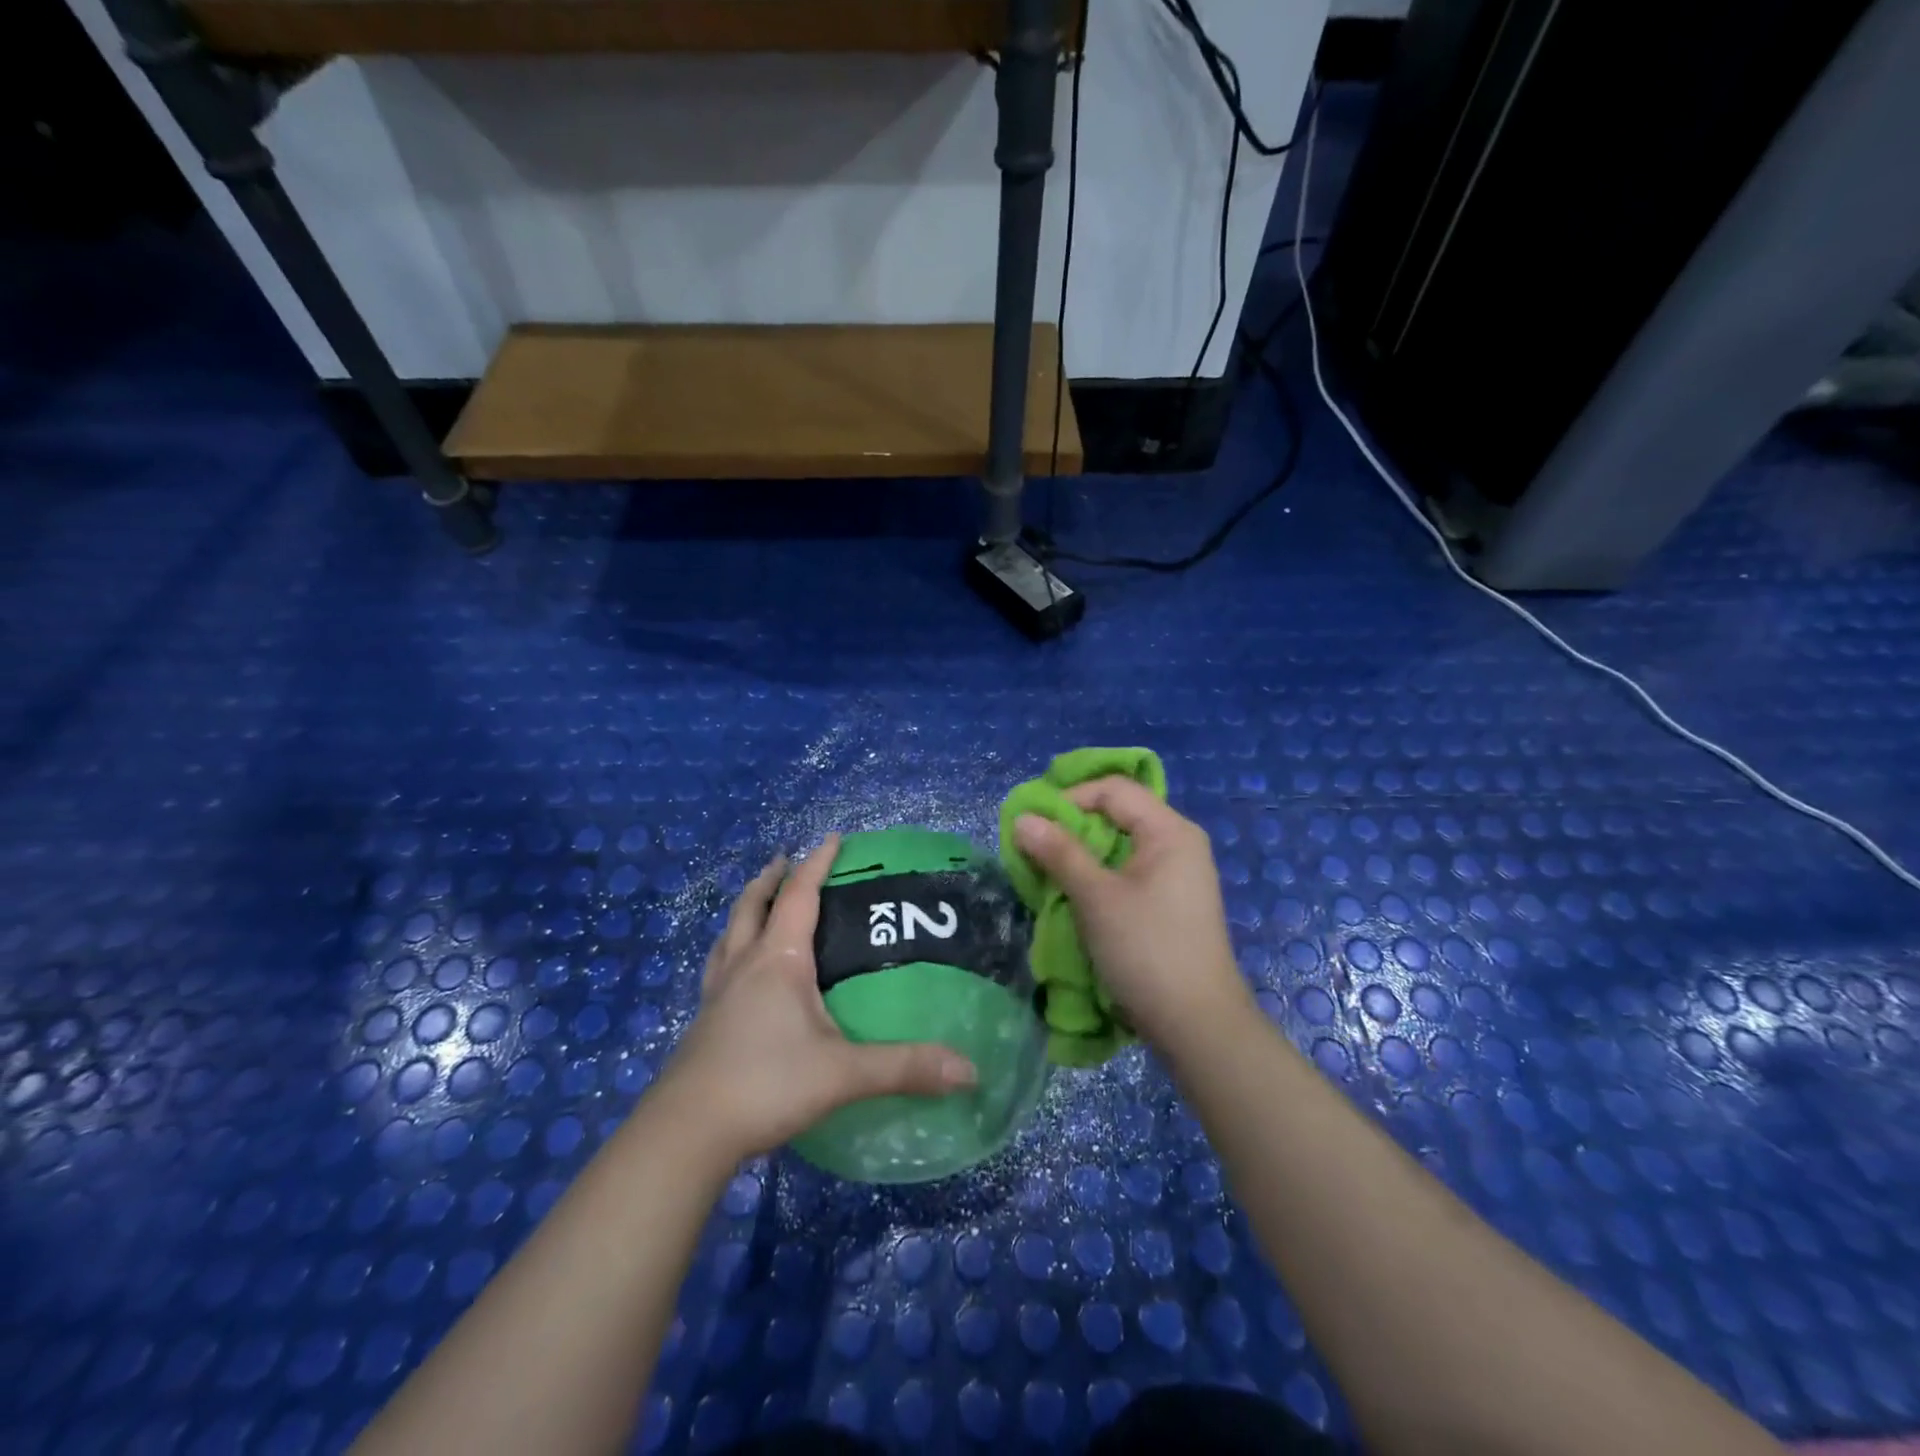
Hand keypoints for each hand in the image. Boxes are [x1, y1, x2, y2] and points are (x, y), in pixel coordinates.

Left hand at [658, 834, 977, 1163]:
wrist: (685, 1133)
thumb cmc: (766, 1084)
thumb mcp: (843, 1073)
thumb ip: (905, 1067)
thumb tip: (969, 1069)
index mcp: (778, 960)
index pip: (800, 896)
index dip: (818, 864)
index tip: (833, 837)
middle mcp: (743, 966)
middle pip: (753, 906)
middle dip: (771, 878)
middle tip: (784, 860)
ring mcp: (716, 994)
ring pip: (729, 935)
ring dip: (746, 910)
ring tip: (758, 904)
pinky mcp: (703, 1024)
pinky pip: (718, 968)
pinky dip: (730, 950)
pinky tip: (735, 972)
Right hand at [1012, 778, 1253, 1061]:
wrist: (1197, 1025)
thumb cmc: (1147, 950)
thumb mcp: (1096, 897)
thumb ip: (1059, 852)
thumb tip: (1023, 818)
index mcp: (1170, 831)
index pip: (1113, 790)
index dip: (1070, 798)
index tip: (1033, 824)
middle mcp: (1178, 843)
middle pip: (1118, 814)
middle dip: (1072, 827)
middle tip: (1035, 847)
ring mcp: (1177, 875)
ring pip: (1120, 846)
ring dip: (1081, 855)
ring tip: (1048, 872)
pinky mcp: (1170, 903)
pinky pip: (1128, 872)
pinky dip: (1098, 876)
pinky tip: (1074, 895)